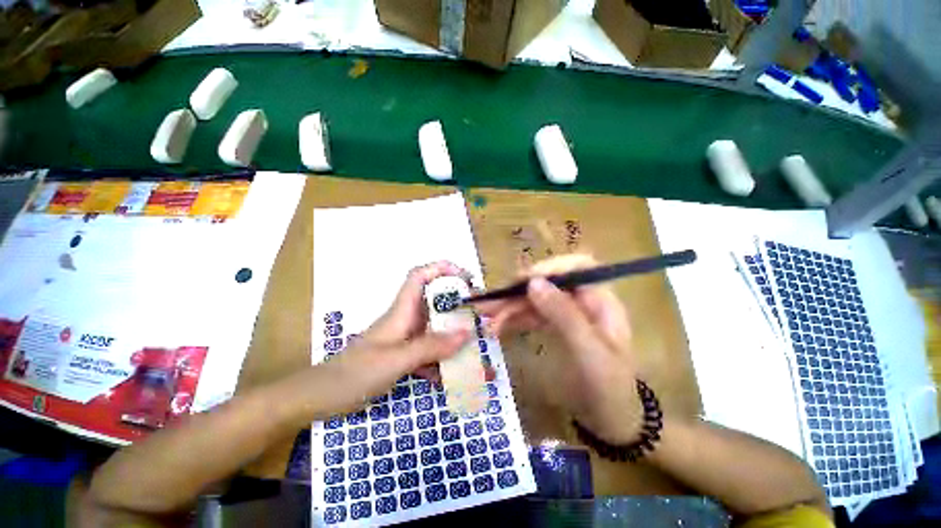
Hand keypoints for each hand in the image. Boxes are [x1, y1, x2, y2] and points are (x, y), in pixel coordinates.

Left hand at [313, 262, 474, 413]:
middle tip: (479, 316)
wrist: (322, 397)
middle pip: (435, 302)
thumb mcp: (396, 359)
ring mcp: (405, 338)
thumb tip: (466, 333)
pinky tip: (453, 376)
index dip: (441, 268)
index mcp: (402, 311)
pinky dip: (442, 360)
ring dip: (453, 336)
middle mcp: (406, 319)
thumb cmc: (355, 373)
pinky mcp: (404, 355)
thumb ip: (431, 346)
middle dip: (458, 305)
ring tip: (474, 346)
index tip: (464, 276)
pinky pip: (429, 351)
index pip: (419, 276)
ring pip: (435, 329)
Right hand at [477, 254, 642, 443]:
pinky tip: (498, 325)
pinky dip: (515, 318)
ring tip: (488, 319)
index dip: (550, 267)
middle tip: (491, 305)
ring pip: (537, 299)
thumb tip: (533, 282)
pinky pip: (533, 315)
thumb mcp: (589, 352)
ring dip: (512, 306)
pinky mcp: (556, 326)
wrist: (610, 421)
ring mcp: (568, 313)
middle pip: (550, 284)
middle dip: (520, 292)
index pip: (578, 266)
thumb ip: (563, 315)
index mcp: (601, 300)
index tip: (523, 281)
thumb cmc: (608, 388)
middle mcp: (584, 301)